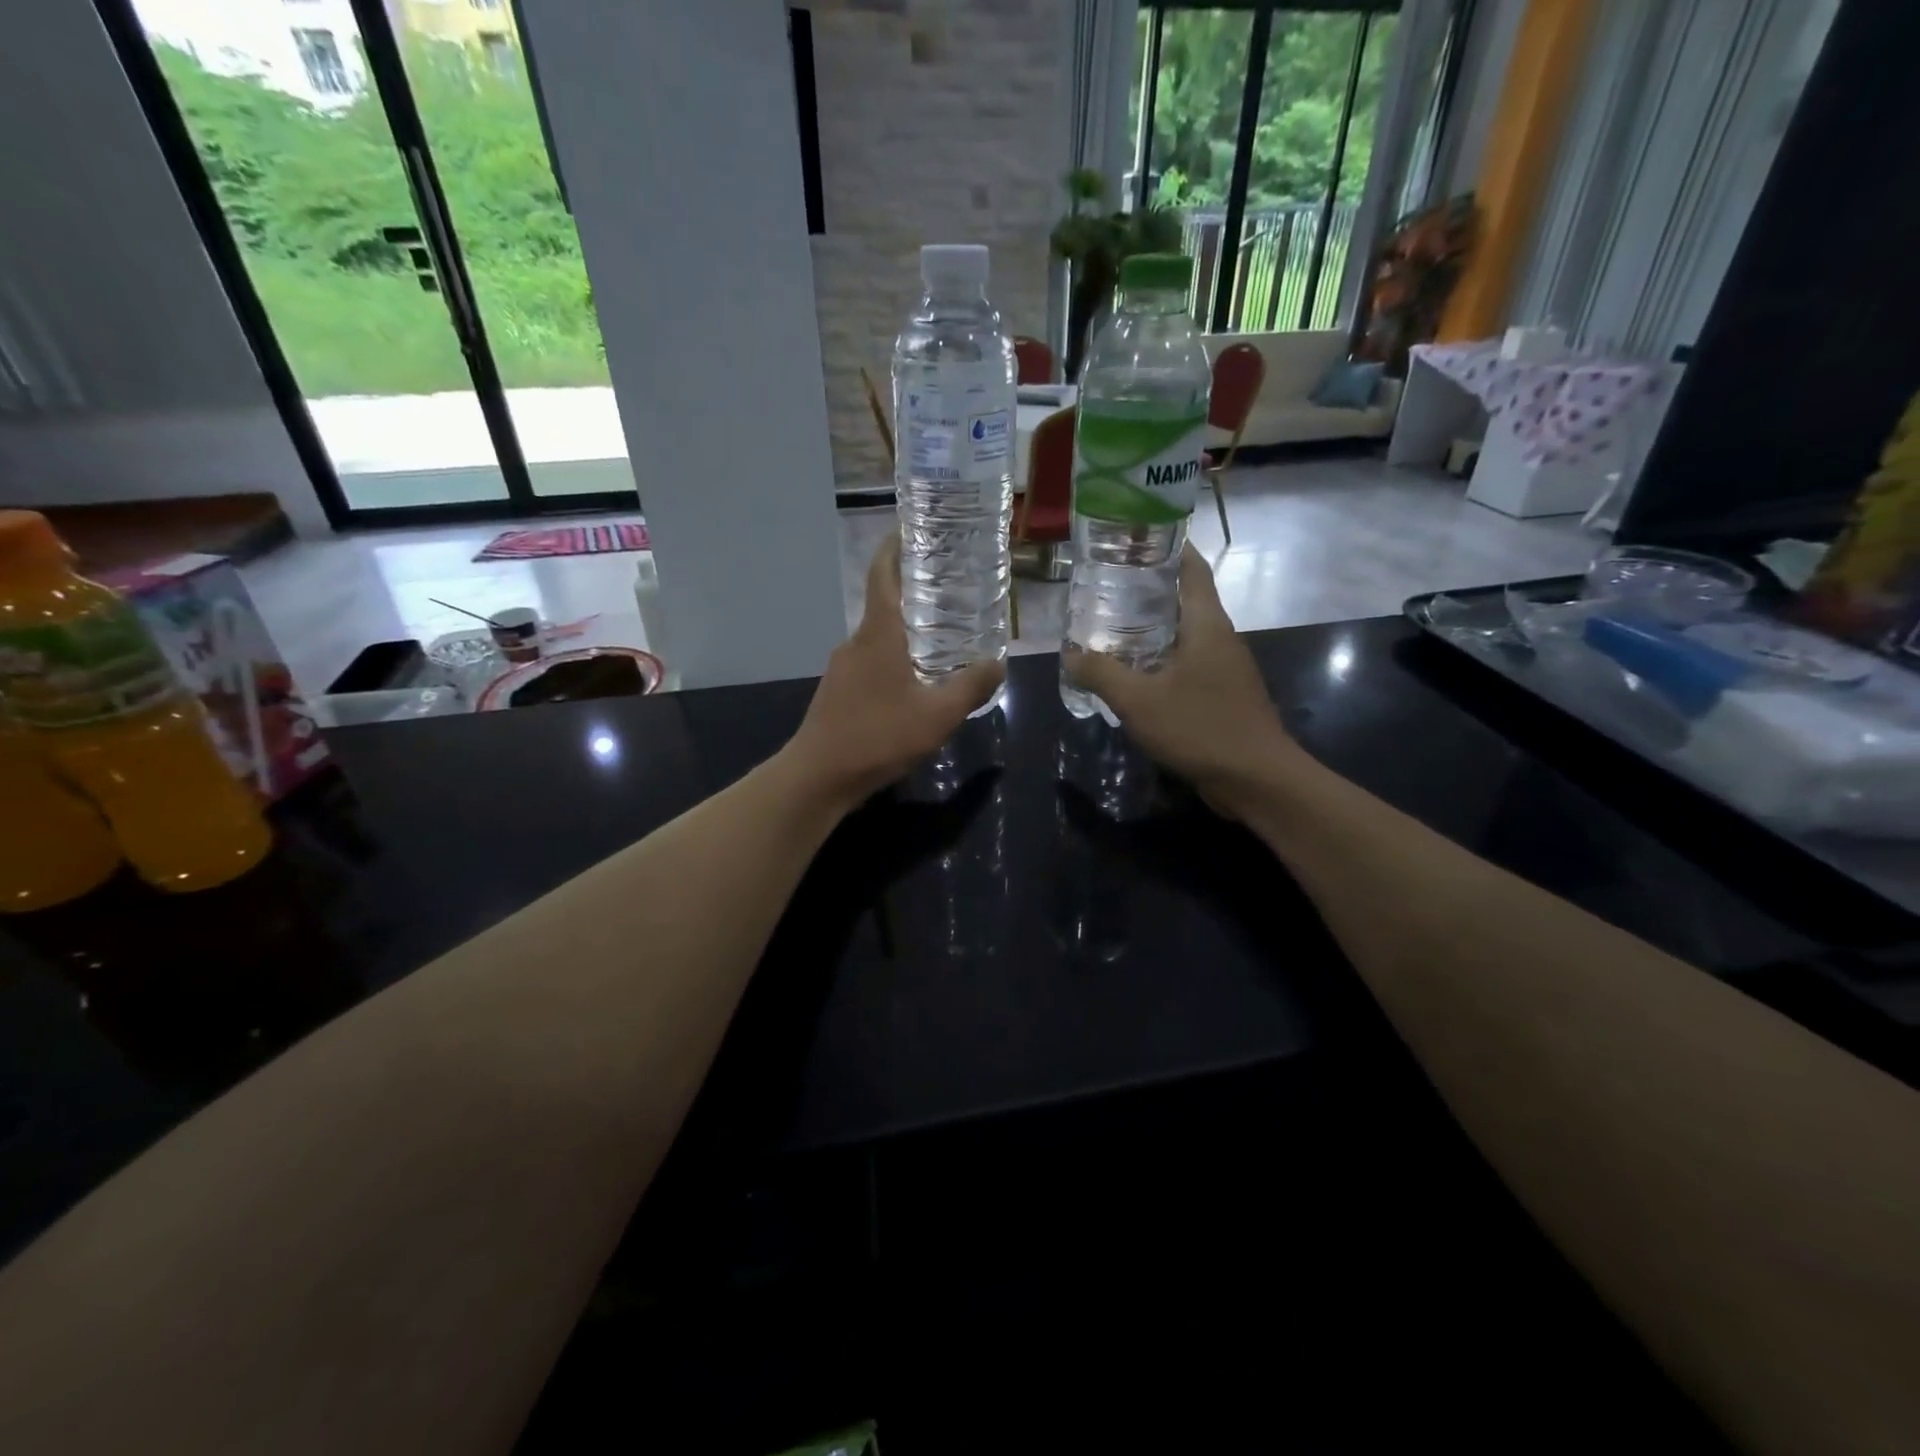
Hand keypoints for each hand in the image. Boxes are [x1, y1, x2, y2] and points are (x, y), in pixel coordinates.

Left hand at [785, 539, 1003, 806]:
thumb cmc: (878, 736)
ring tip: (938, 640)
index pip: (882, 576)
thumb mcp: (937, 715)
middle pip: (883, 607)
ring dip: (904, 634)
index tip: (907, 530)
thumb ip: (970, 688)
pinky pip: (869, 664)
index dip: (893, 549)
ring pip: (877, 640)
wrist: (818, 776)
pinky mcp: (837, 692)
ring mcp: (841, 668)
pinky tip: (912, 684)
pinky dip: (892, 661)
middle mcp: (855, 643)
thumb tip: (998, 664)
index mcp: (878, 635)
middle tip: (947, 593)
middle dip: (911, 596)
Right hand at [1063, 545, 1301, 812]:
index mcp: (1206, 623)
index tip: (1131, 537)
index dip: (1165, 546)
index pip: (1190, 567)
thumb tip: (1069, 654)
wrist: (1256, 779)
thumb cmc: (1200, 727)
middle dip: (1147, 588)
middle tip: (1103, 586)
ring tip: (1110, 626)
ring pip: (1185, 633)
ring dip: (1152, 626)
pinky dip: (1161, 657)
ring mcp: (1225, 666)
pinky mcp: (1223, 693)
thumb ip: (1100, 673)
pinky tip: (1133, 673)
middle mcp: (1220, 636)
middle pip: (1184, 598)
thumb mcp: (1138, 700)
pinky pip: (1188, 662)